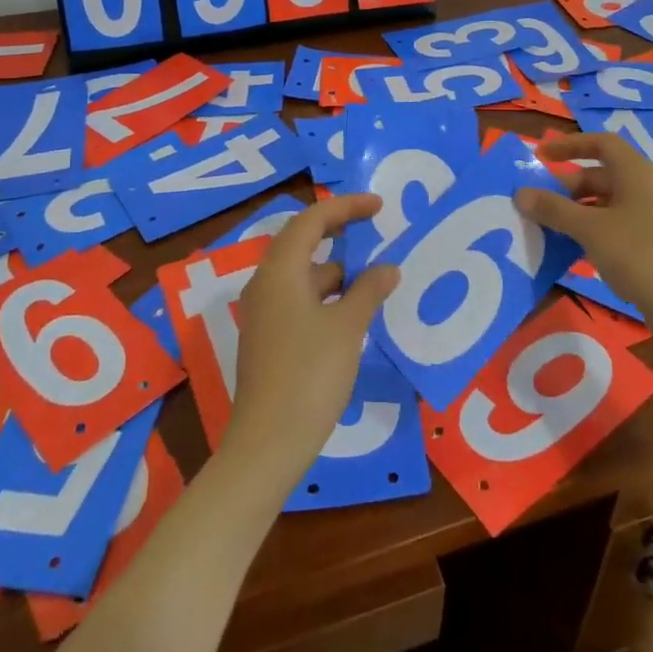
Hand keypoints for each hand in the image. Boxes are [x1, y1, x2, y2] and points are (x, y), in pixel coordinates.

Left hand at [226, 194, 400, 477]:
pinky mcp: (268, 338)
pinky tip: (353, 312)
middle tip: (375, 229)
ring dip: (336, 269)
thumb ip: (369, 291)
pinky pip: (299, 299)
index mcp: (280, 271)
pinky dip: (327, 295)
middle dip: (339, 233)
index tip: (379, 206)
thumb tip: (388, 268)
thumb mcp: (348, 328)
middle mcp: (266, 283)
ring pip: (303, 274)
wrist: (267, 445)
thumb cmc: (309, 375)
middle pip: (302, 242)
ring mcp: (264, 312)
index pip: (312, 220)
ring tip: (374, 276)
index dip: (346, 207)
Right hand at [516, 132, 652, 333]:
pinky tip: (577, 253)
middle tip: (541, 206)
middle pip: (601, 175)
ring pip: (607, 203)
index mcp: (636, 173)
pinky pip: (617, 225)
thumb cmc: (639, 256)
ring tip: (552, 231)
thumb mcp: (589, 230)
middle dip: (568, 187)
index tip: (541, 157)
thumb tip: (521, 194)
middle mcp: (647, 188)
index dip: (569, 145)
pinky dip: (594, 231)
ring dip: (578, 212)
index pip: (600, 143)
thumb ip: (553, 209)